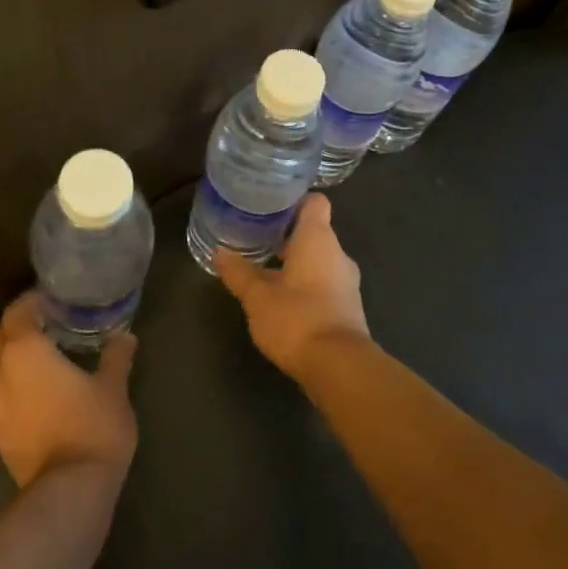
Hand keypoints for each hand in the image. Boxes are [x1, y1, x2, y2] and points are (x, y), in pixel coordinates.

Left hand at [0, 292, 137, 487]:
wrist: (69, 491)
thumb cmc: (93, 426)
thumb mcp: (113, 387)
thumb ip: (116, 357)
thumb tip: (125, 337)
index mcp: (25, 351)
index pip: (16, 311)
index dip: (31, 302)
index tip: (53, 300)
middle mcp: (0, 373)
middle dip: (14, 328)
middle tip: (45, 328)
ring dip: (10, 359)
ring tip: (43, 363)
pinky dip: (13, 388)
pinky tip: (39, 397)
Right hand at [213, 194, 370, 381]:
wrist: (339, 367)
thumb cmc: (296, 318)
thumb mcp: (257, 296)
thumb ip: (238, 272)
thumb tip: (219, 252)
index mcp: (318, 239)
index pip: (315, 202)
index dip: (294, 201)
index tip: (269, 207)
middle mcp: (337, 254)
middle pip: (315, 231)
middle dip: (287, 236)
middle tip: (257, 239)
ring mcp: (347, 282)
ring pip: (319, 260)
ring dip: (296, 263)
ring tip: (265, 270)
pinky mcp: (348, 307)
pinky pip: (325, 284)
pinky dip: (306, 286)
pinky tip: (283, 301)